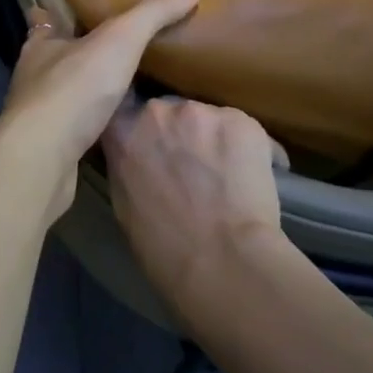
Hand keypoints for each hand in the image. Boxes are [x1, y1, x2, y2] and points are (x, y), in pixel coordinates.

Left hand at [0, 0, 200, 216]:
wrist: (42, 159)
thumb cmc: (74, 89)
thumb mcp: (120, 39)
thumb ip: (153, 12)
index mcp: (42, 43)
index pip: (47, 18)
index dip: (61, 10)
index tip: (84, 6)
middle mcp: (34, 74)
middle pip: (59, 55)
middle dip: (83, 50)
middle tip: (118, 45)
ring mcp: (39, 113)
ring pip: (66, 91)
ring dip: (88, 87)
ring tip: (124, 82)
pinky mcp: (49, 146)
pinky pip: (75, 125)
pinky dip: (93, 121)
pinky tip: (116, 123)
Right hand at [102, 98, 288, 318]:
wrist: (223, 261)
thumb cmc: (163, 247)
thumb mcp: (123, 203)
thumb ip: (126, 166)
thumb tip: (139, 160)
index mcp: (121, 130)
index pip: (124, 114)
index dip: (140, 131)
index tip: (149, 149)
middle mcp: (157, 111)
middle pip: (168, 113)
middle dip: (178, 135)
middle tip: (190, 168)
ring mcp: (201, 112)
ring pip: (207, 121)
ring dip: (213, 141)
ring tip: (225, 177)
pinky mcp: (242, 122)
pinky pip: (243, 132)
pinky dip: (249, 151)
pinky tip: (251, 181)